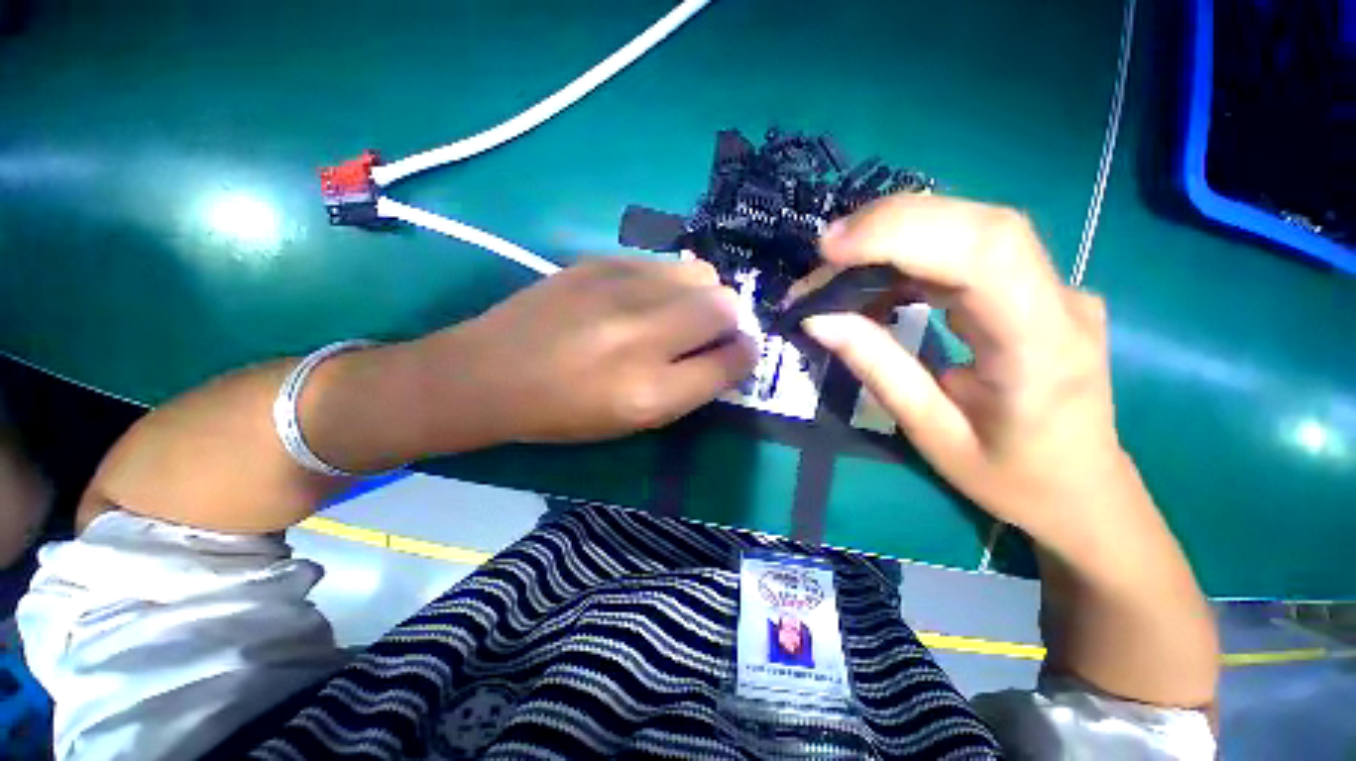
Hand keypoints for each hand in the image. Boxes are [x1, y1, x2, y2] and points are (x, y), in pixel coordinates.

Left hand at [436, 257, 754, 443]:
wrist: (490, 372)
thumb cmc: (565, 411)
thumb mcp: (635, 420)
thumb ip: (690, 387)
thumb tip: (729, 353)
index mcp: (652, 392)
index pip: (733, 361)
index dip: (745, 356)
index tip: (738, 354)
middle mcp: (644, 336)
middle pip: (726, 308)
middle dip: (731, 321)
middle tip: (709, 333)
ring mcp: (621, 290)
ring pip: (702, 275)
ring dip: (704, 296)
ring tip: (679, 312)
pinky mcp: (600, 261)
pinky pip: (665, 263)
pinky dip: (672, 281)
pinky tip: (648, 297)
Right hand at [800, 195, 1135, 552]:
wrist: (1083, 492)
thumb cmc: (1010, 477)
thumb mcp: (931, 433)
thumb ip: (876, 368)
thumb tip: (819, 319)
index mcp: (1041, 348)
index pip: (985, 254)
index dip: (904, 233)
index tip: (832, 250)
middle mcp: (1061, 301)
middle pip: (981, 224)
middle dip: (892, 224)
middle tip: (826, 251)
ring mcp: (1056, 287)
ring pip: (976, 225)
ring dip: (899, 233)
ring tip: (840, 262)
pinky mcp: (1038, 287)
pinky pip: (972, 248)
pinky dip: (915, 250)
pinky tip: (878, 274)